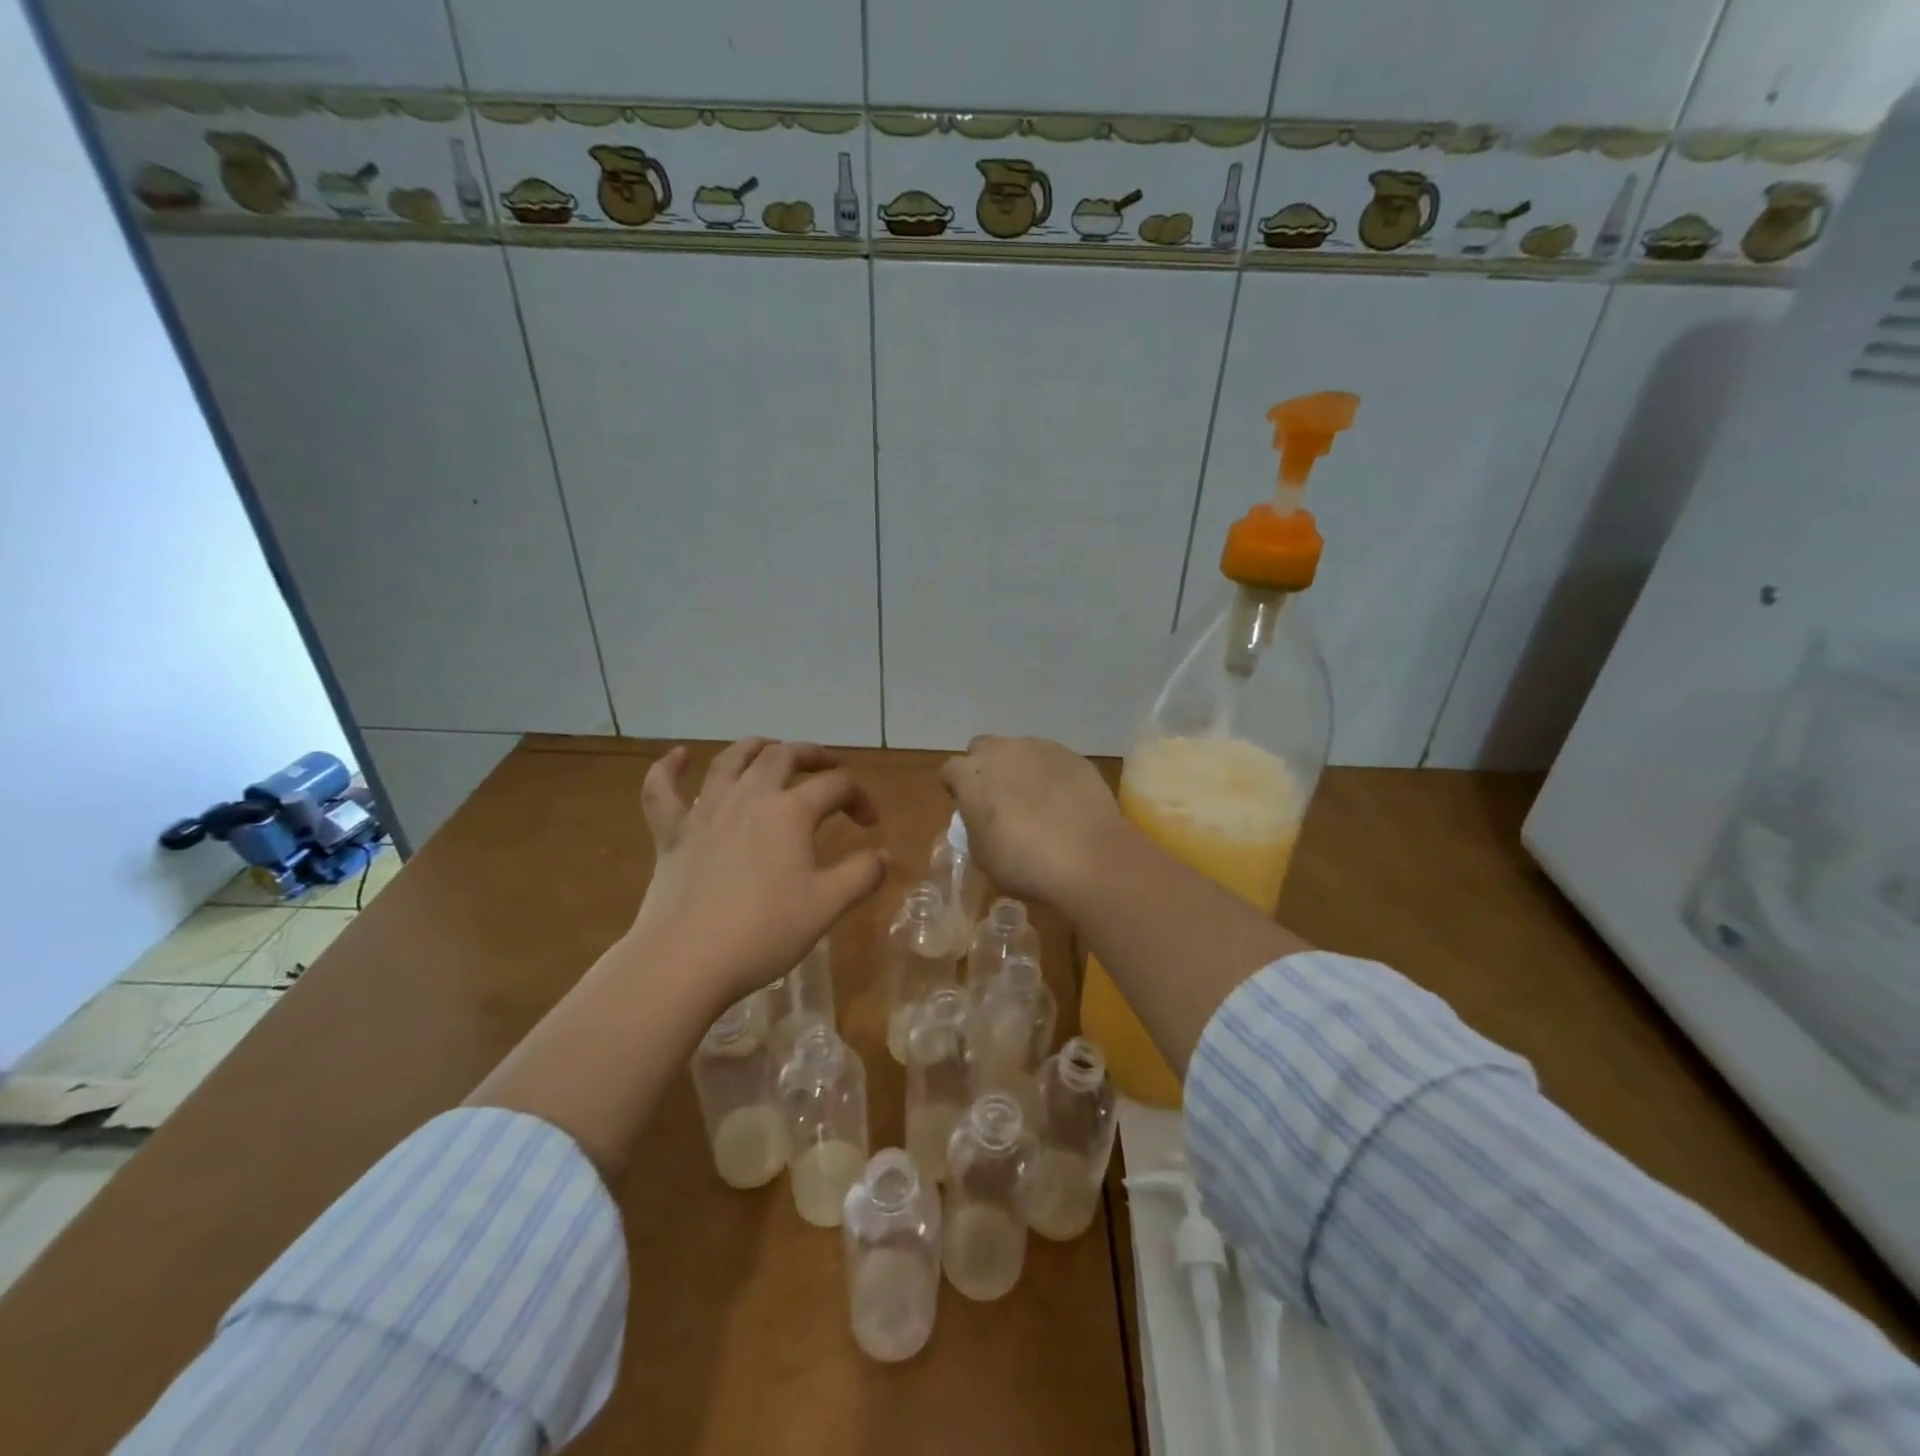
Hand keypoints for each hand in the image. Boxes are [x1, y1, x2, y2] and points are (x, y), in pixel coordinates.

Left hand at [631, 738, 887, 1011]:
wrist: (685, 960)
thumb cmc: (763, 932)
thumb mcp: (827, 906)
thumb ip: (862, 875)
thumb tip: (883, 854)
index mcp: (790, 812)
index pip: (835, 786)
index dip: (859, 797)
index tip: (871, 824)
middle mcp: (749, 797)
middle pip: (783, 756)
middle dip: (812, 755)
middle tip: (828, 765)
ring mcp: (705, 811)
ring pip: (730, 761)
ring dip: (755, 747)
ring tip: (770, 747)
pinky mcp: (671, 833)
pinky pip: (661, 790)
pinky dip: (668, 768)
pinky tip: (678, 756)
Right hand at [940, 735, 1125, 905]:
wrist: (1088, 857)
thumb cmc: (1024, 864)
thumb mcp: (983, 855)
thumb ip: (975, 826)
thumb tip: (982, 817)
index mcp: (971, 776)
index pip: (950, 770)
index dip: (955, 787)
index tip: (964, 805)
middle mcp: (1001, 751)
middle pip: (982, 748)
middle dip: (985, 767)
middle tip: (997, 797)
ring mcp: (1039, 748)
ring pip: (1019, 749)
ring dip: (1019, 767)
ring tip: (1035, 798)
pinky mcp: (1072, 755)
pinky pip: (1051, 758)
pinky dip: (1050, 773)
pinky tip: (1063, 799)